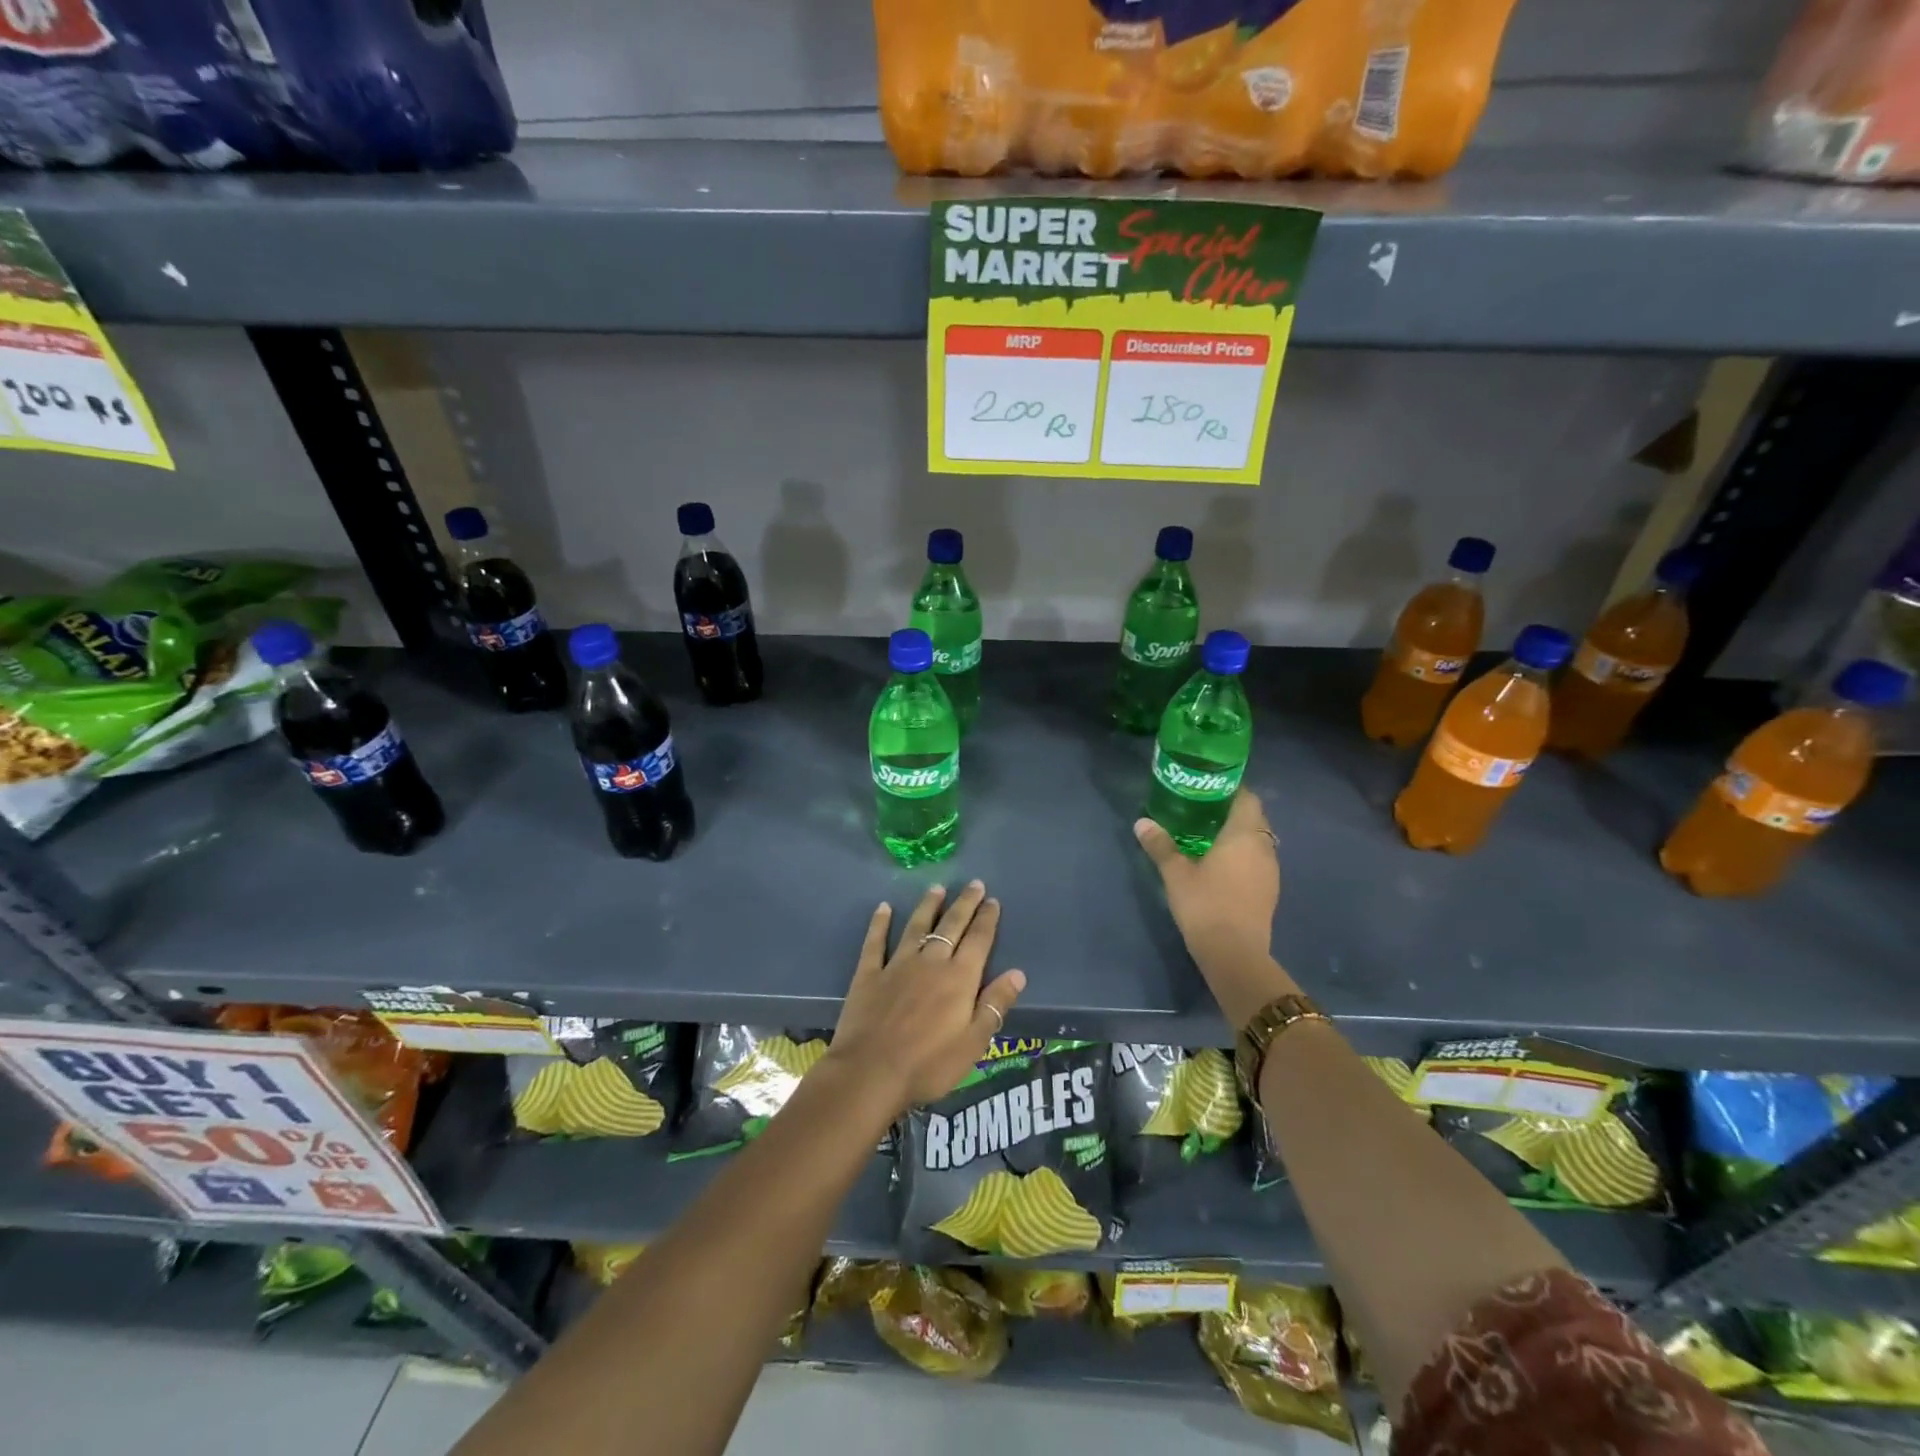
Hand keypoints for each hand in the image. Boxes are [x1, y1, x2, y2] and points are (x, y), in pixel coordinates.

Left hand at [826, 881, 1026, 1113]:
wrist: (871, 1072)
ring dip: (928, 906)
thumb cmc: (929, 1064)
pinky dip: (880, 924)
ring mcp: (897, 965)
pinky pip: (876, 942)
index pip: (979, 940)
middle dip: (965, 904)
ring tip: (937, 888)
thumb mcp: (973, 1042)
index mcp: (959, 978)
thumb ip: (995, 1005)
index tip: (993, 900)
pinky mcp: (869, 974)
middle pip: (951, 926)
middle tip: (974, 884)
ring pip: (917, 926)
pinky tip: (883, 908)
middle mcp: (931, 962)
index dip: (987, 919)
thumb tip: (1018, 973)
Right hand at [1134, 790, 1279, 964]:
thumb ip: (1160, 845)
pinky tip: (1220, 865)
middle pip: (1253, 818)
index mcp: (1244, 835)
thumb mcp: (1175, 874)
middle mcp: (1264, 847)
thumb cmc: (1205, 905)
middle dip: (1230, 811)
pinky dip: (1242, 856)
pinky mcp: (1269, 891)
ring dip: (1237, 835)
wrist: (1235, 954)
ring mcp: (1270, 871)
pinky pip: (1257, 861)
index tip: (1207, 787)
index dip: (1230, 789)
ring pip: (1257, 841)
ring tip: (1207, 836)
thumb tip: (1142, 823)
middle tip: (1200, 810)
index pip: (1246, 798)